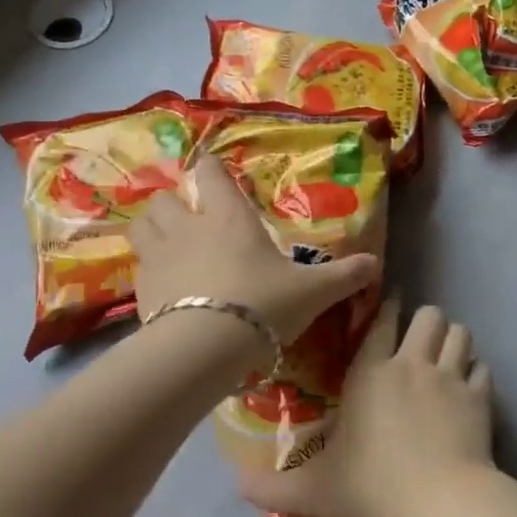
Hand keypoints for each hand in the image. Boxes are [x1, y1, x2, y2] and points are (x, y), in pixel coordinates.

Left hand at [130, 156, 380, 345]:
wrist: (206, 347)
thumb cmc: (262, 304)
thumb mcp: (312, 292)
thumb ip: (343, 276)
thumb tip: (376, 265)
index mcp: (228, 218)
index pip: (209, 174)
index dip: (210, 169)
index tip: (213, 171)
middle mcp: (187, 228)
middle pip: (163, 199)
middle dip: (172, 203)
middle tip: (188, 219)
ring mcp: (158, 258)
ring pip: (141, 228)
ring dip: (152, 230)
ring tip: (168, 246)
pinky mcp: (141, 291)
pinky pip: (139, 270)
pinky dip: (150, 273)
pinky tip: (165, 290)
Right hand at [233, 301, 495, 516]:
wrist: (440, 506)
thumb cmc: (373, 488)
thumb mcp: (313, 491)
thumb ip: (271, 488)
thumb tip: (235, 487)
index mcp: (370, 373)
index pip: (381, 320)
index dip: (386, 305)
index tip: (389, 302)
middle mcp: (411, 364)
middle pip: (429, 314)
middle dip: (425, 320)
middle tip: (418, 338)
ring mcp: (450, 378)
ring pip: (461, 332)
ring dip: (453, 339)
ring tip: (446, 353)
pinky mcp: (480, 398)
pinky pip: (483, 368)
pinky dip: (476, 372)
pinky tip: (470, 386)